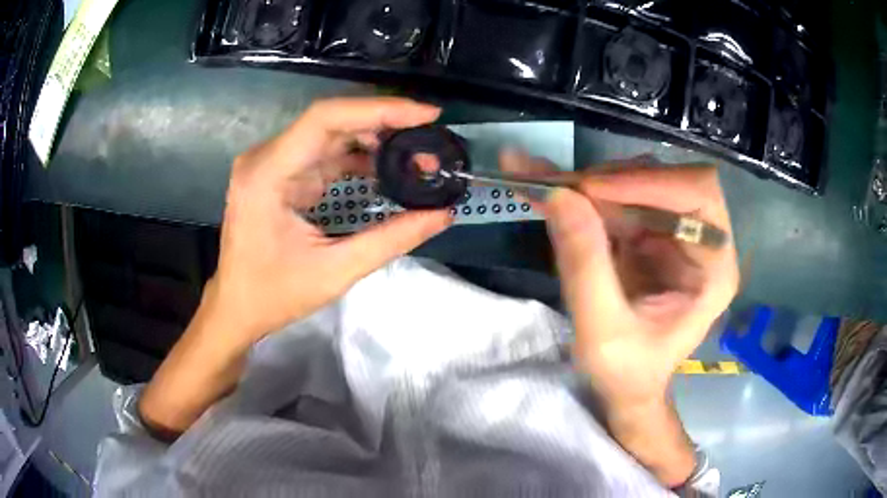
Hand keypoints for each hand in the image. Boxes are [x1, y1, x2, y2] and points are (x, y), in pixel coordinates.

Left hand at [140, 98, 451, 437]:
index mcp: (267, 174)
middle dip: (385, 126)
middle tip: (429, 142)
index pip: (326, 119)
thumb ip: (391, 239)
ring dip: (374, 140)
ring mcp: (270, 163)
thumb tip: (443, 214)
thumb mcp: (336, 272)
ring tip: (415, 156)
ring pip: (330, 133)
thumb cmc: (274, 295)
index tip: (427, 115)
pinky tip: (385, 167)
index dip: (380, 109)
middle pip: (332, 121)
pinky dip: (357, 156)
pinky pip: (323, 151)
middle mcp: (265, 158)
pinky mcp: (279, 173)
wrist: (236, 308)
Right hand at [502, 151, 737, 485]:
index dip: (648, 181)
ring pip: (634, 182)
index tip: (590, 190)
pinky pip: (614, 199)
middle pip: (664, 180)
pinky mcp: (646, 233)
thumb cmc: (626, 373)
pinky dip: (577, 193)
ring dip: (587, 183)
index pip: (697, 194)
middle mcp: (700, 240)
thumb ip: (585, 266)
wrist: (625, 389)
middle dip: (609, 181)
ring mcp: (672, 233)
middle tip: (556, 187)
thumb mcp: (602, 332)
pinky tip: (540, 184)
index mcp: (714, 267)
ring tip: (539, 184)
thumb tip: (560, 195)